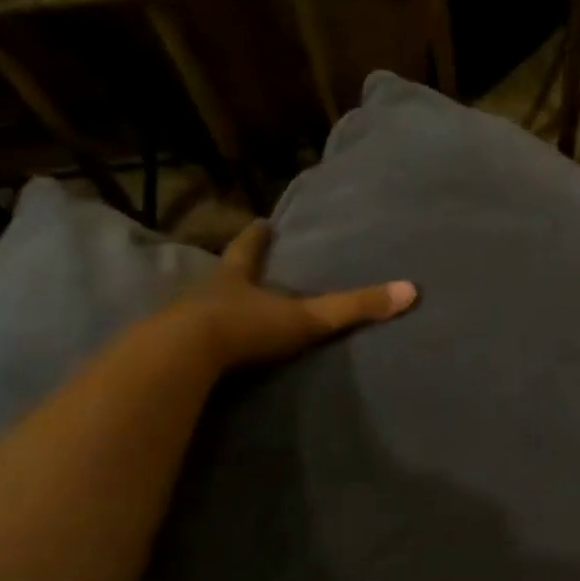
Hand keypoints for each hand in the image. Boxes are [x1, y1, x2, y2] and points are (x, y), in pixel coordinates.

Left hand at [190, 219, 418, 368]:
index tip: (261, 222)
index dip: (257, 237)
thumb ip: (355, 308)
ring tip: (224, 312)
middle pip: (221, 275)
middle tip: (242, 269)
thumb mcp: (308, 318)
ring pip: (198, 308)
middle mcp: (206, 293)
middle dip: (233, 272)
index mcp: (235, 277)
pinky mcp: (169, 354)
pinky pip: (186, 345)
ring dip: (212, 309)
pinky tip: (204, 357)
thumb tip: (410, 291)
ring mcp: (181, 322)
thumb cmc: (246, 327)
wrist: (184, 358)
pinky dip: (197, 345)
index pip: (248, 249)